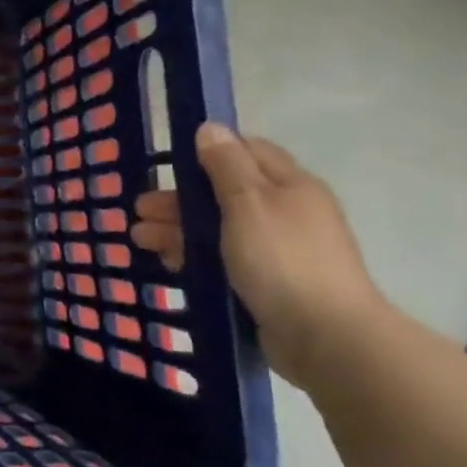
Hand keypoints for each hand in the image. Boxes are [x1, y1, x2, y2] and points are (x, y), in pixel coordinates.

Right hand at [131, 123, 383, 385]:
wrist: (326, 338)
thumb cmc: (282, 260)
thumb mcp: (248, 202)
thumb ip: (226, 164)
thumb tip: (210, 127)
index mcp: (289, 185)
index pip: (247, 151)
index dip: (209, 152)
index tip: (171, 163)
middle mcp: (286, 212)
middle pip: (225, 192)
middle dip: (180, 198)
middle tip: (140, 209)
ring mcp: (278, 250)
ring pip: (220, 228)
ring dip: (179, 228)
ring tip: (139, 238)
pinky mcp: (268, 284)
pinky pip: (224, 260)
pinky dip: (195, 256)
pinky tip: (167, 262)